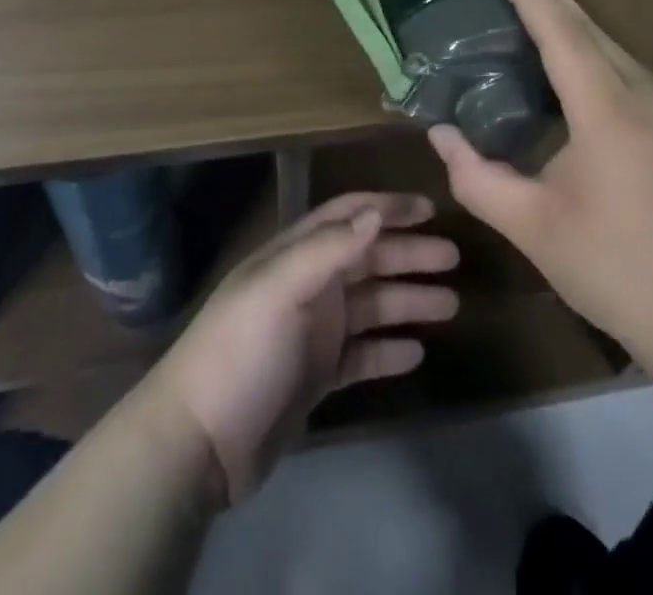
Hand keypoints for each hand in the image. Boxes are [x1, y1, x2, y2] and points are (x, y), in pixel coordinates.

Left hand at [145, 192, 458, 503]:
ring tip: (450, 305)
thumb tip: (376, 211)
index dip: (387, 207)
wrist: (199, 443)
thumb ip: (328, 248)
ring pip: (371, 305)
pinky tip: (417, 353)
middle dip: (409, 254)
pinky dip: (388, 349)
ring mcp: (313, 331)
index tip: (430, 208)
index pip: (348, 216)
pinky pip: (362, 354)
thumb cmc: (241, 351)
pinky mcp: (316, 376)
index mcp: (296, 255)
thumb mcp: (281, 290)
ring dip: (408, 300)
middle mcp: (308, 285)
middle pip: (367, 258)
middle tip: (453, 259)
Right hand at [427, 0, 652, 369]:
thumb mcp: (534, 229)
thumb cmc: (619, 271)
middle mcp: (647, 94)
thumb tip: (438, 135)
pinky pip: (631, 72)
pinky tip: (578, 62)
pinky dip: (595, 50)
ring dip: (573, 19)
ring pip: (614, 47)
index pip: (561, 32)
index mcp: (608, 111)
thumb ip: (478, 178)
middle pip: (590, 27)